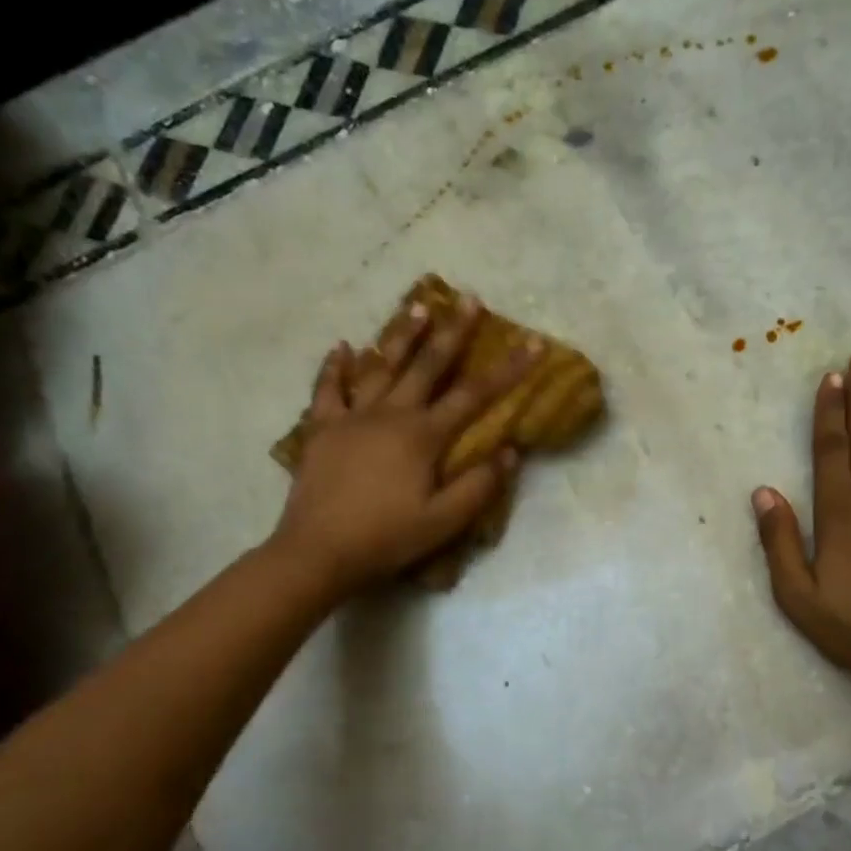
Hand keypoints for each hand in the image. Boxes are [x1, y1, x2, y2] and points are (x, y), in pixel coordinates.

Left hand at [269, 295, 538, 597]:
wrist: (317, 552)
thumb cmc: (386, 538)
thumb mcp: (444, 522)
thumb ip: (479, 486)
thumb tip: (510, 451)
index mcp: (423, 436)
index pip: (474, 395)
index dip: (508, 369)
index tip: (532, 343)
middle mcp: (390, 414)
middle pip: (427, 365)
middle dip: (452, 331)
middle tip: (469, 298)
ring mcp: (351, 417)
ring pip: (380, 366)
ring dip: (401, 336)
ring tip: (418, 306)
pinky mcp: (321, 429)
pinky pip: (328, 389)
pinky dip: (335, 367)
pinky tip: (343, 348)